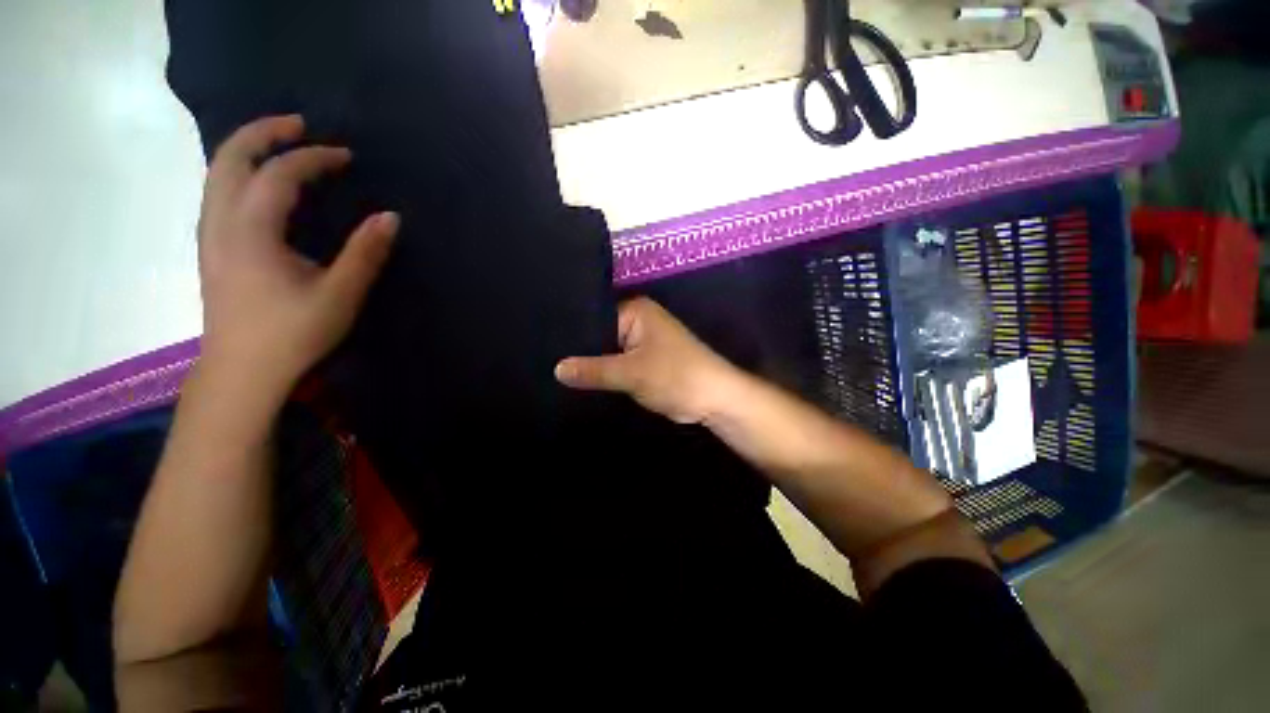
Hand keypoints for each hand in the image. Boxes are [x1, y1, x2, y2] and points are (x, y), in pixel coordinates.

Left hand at [196, 115, 398, 400]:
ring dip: (248, 149)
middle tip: (300, 125)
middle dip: (264, 133)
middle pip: (230, 158)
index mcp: (251, 231)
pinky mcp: (212, 248)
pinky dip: (239, 172)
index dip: (313, 158)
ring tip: (281, 143)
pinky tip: (261, 183)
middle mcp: (221, 223)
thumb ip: (365, 253)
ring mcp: (210, 235)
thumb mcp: (339, 295)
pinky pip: (219, 192)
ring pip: (218, 173)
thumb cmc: (292, 334)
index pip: (278, 174)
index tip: (346, 157)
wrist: (243, 371)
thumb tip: (391, 217)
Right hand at [555, 297, 740, 423]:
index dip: (571, 333)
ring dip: (591, 364)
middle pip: (599, 335)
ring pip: (607, 352)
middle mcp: (637, 321)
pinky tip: (579, 382)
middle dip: (579, 351)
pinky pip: (617, 364)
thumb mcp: (631, 373)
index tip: (543, 345)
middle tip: (544, 362)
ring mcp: (641, 342)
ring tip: (554, 372)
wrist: (714, 400)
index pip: (593, 317)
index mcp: (635, 311)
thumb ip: (593, 371)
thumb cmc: (676, 376)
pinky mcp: (644, 362)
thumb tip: (556, 369)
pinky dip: (604, 373)